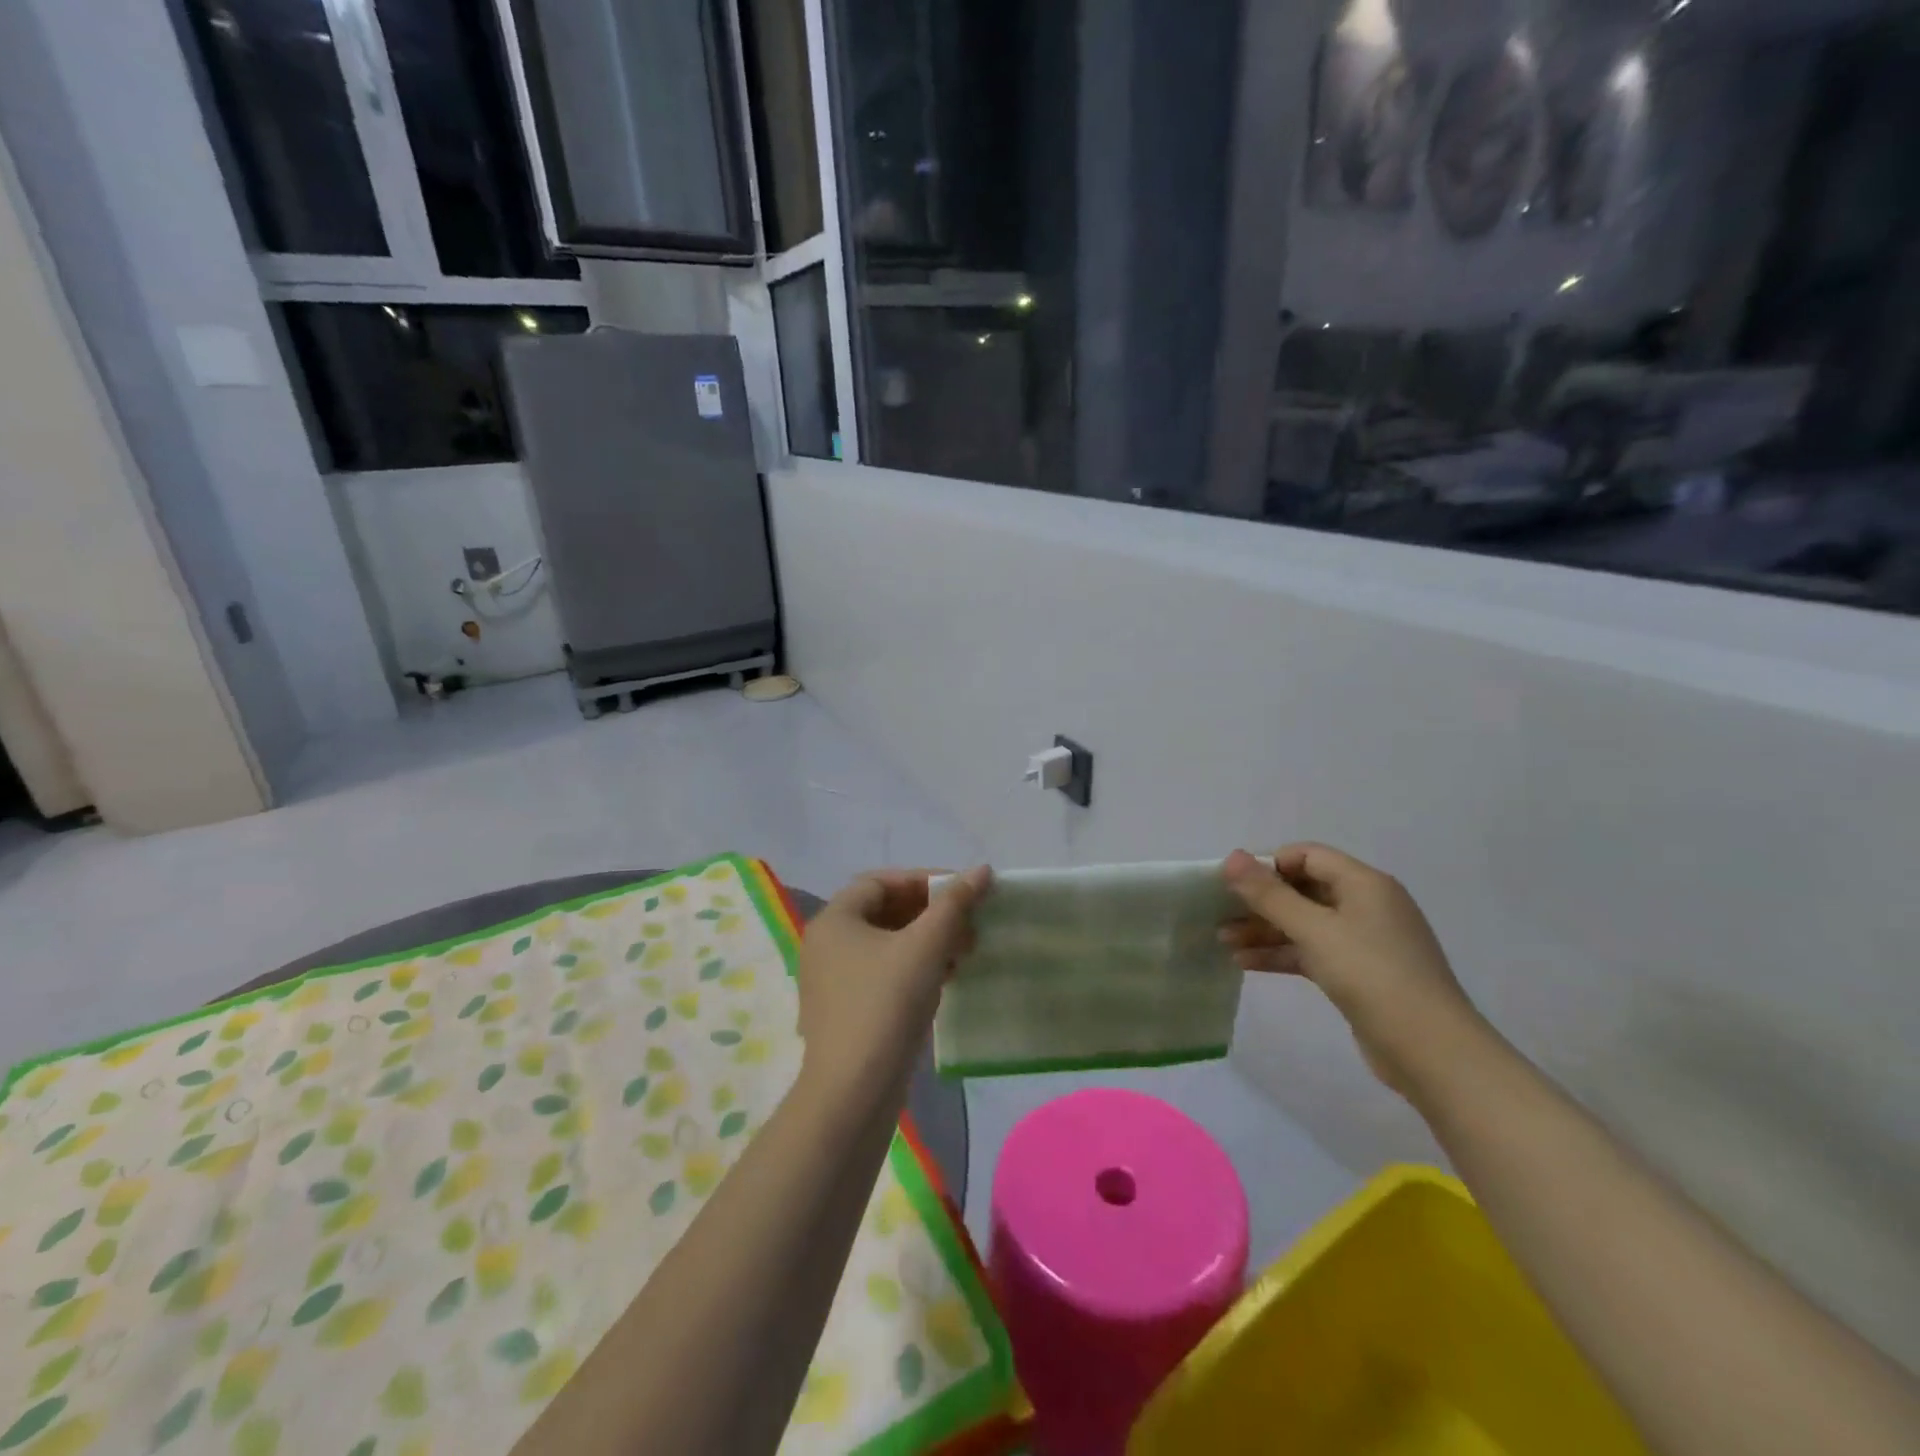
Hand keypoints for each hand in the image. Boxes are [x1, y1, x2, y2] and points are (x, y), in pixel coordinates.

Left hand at [796, 866, 990, 1102]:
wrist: (853, 1094)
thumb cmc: (886, 1005)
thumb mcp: (925, 947)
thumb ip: (954, 904)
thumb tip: (982, 870)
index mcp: (835, 920)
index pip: (881, 881)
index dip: (923, 880)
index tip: (962, 891)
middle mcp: (828, 945)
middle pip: (885, 912)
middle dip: (931, 913)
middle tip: (970, 923)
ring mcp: (835, 981)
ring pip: (888, 944)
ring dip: (928, 941)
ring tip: (966, 951)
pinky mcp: (848, 1011)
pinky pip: (885, 973)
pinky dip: (916, 968)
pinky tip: (948, 979)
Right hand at [1220, 844, 1484, 1095]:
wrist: (1431, 1051)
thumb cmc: (1372, 975)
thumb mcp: (1314, 930)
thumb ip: (1269, 894)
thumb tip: (1232, 857)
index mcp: (1364, 883)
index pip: (1307, 855)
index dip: (1268, 865)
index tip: (1233, 885)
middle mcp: (1366, 905)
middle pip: (1303, 890)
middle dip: (1260, 902)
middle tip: (1219, 914)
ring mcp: (1365, 941)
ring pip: (1304, 924)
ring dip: (1265, 930)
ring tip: (1223, 942)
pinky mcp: (1360, 974)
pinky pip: (1312, 952)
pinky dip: (1281, 954)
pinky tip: (1246, 964)